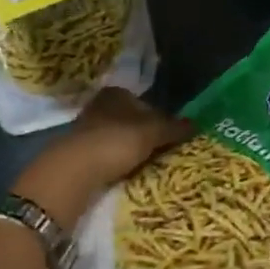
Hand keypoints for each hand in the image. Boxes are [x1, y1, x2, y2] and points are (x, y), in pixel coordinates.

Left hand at [12, 88, 193, 228]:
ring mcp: (85, 130)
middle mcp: (99, 106)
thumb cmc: (115, 142)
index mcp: (116, 94)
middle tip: (161, 152)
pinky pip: (105, 155)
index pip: (144, 102)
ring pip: (117, 138)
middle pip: (130, 120)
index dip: (159, 118)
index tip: (170, 136)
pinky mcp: (77, 153)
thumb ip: (173, 127)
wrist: (72, 172)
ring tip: (145, 167)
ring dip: (130, 150)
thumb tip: (197, 123)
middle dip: (144, 134)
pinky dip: (116, 163)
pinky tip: (124, 174)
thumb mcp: (151, 133)